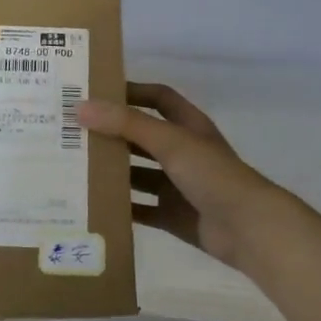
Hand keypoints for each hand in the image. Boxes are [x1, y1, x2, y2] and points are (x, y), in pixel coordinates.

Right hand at [79, 82, 290, 271]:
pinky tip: (93, 205)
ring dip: (113, 171)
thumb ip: (126, 124)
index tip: (96, 93)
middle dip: (111, 134)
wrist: (248, 228)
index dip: (132, 92)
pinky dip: (121, 207)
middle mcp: (183, 152)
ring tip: (75, 168)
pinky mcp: (173, 215)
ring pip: (138, 174)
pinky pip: (141, 209)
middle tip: (73, 132)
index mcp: (188, 127)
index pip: (158, 99)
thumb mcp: (169, 141)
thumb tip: (80, 107)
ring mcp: (178, 186)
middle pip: (141, 137)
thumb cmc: (212, 174)